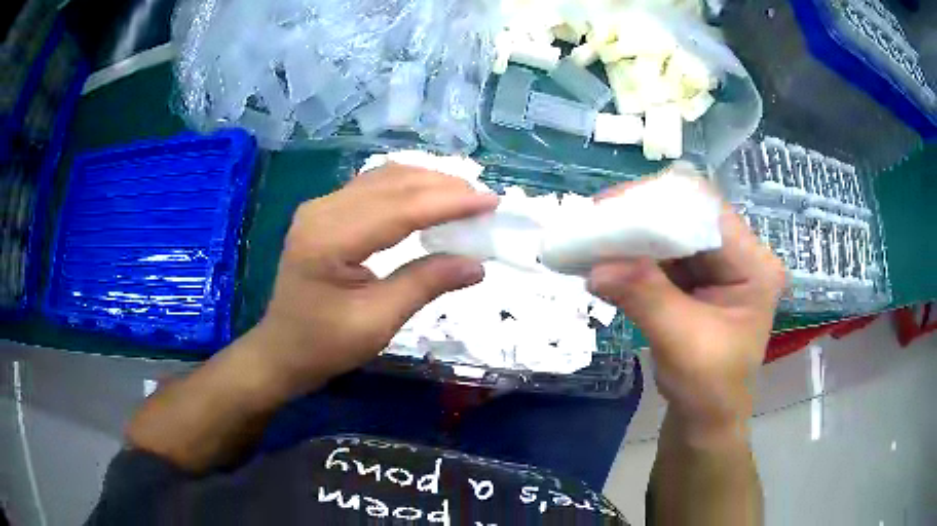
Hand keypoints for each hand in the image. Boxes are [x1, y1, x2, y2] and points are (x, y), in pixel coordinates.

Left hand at [247, 164, 497, 398]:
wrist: (282, 350)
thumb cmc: (325, 345)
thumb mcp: (378, 321)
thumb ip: (426, 284)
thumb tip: (477, 264)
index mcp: (329, 238)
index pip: (400, 208)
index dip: (449, 202)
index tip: (491, 201)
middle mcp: (322, 210)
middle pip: (392, 183)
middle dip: (443, 187)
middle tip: (483, 200)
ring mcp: (320, 207)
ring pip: (383, 178)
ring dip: (426, 183)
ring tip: (464, 197)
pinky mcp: (324, 212)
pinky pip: (372, 188)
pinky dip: (406, 189)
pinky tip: (428, 198)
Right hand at [587, 174, 784, 441]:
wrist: (705, 418)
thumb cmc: (708, 387)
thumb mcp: (681, 342)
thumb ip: (645, 297)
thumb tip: (596, 267)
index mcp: (754, 265)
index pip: (708, 210)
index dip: (660, 202)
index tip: (611, 211)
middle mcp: (740, 254)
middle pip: (688, 215)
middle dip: (641, 218)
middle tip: (595, 224)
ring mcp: (718, 264)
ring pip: (671, 232)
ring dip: (633, 236)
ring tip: (594, 240)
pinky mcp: (698, 277)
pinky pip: (662, 254)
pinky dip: (634, 255)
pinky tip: (607, 259)